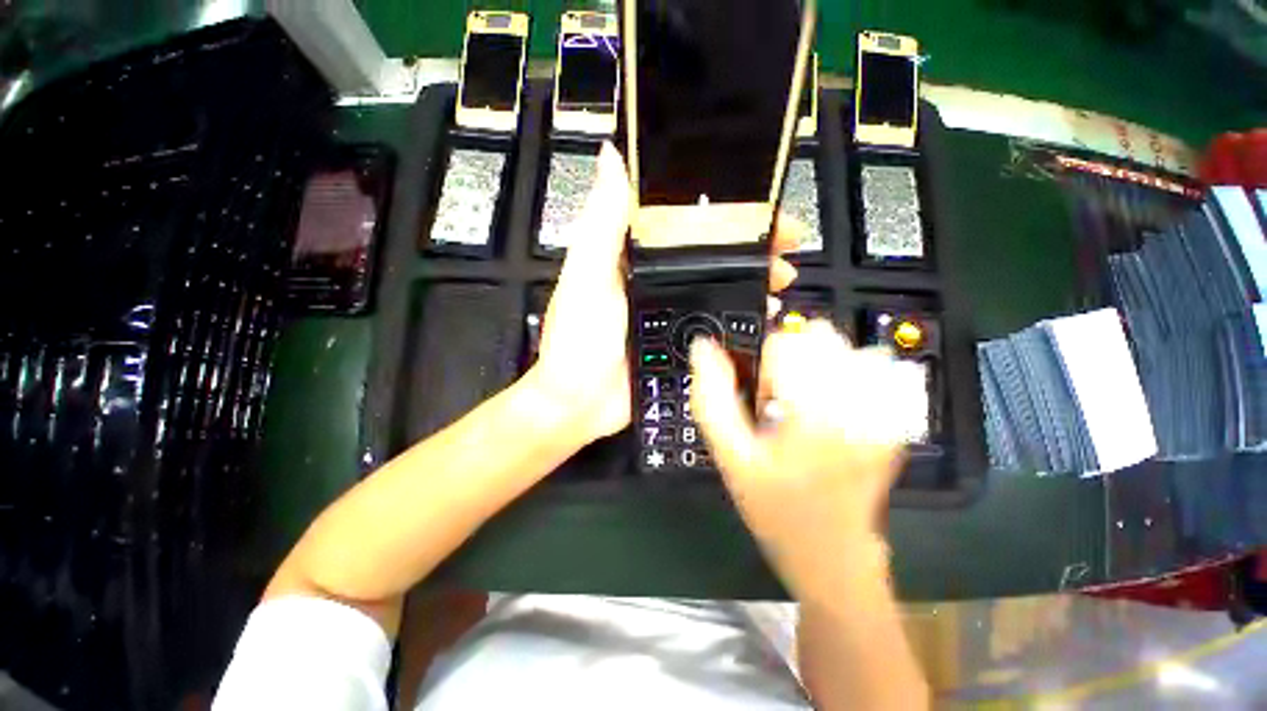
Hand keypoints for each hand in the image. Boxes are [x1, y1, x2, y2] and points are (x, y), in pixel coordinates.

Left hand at [532, 142, 805, 446]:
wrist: (581, 402)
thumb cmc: (579, 337)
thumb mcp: (587, 274)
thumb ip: (603, 221)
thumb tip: (611, 155)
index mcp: (636, 257)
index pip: (686, 222)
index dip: (723, 211)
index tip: (761, 206)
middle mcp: (657, 280)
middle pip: (711, 255)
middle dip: (751, 247)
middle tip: (784, 247)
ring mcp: (672, 313)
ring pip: (720, 287)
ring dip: (753, 280)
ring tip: (781, 279)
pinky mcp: (681, 343)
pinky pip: (717, 324)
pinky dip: (743, 317)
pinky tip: (763, 315)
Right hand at [689, 321, 925, 601]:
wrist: (834, 558)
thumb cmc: (776, 510)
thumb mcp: (730, 457)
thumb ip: (712, 398)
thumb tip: (704, 347)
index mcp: (814, 408)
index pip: (786, 342)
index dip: (765, 364)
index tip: (764, 398)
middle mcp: (857, 401)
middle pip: (820, 337)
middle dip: (793, 361)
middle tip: (784, 404)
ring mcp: (884, 411)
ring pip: (846, 350)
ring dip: (819, 367)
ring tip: (809, 409)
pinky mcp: (895, 422)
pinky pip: (874, 372)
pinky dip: (847, 378)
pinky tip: (834, 412)